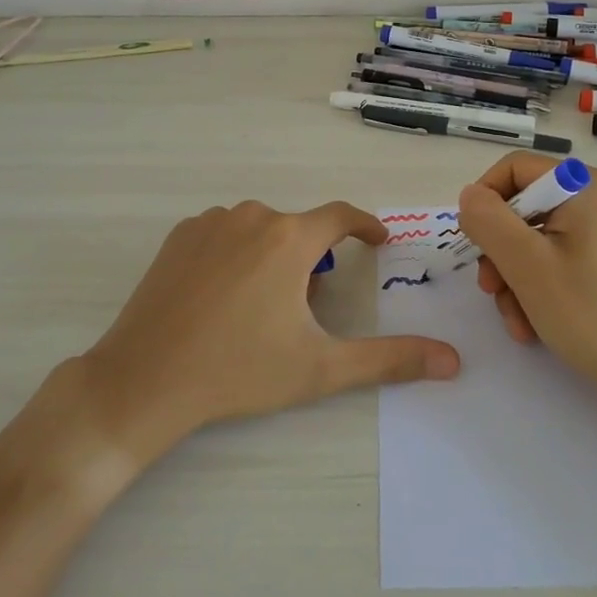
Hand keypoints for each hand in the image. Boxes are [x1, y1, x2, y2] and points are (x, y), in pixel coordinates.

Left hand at [78, 199, 460, 459]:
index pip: (341, 216)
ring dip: (274, 256)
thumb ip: (389, 359)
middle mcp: (251, 216)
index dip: (365, 225)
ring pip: (261, 230)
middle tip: (309, 307)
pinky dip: (238, 254)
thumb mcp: (320, 367)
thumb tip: (452, 361)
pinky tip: (225, 296)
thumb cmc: (238, 371)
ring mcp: (210, 223)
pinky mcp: (178, 237)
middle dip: (314, 260)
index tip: (378, 240)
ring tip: (263, 307)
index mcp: (289, 238)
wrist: (144, 380)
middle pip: (299, 229)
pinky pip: (225, 234)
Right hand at [457, 152, 596, 400]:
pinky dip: (538, 288)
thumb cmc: (591, 313)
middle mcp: (596, 198)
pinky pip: (556, 260)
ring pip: (534, 240)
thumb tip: (469, 196)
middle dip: (499, 253)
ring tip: (517, 321)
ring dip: (514, 279)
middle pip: (522, 208)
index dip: (484, 201)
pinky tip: (533, 325)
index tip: (474, 244)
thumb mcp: (527, 265)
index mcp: (583, 185)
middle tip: (491, 291)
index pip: (514, 169)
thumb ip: (489, 221)